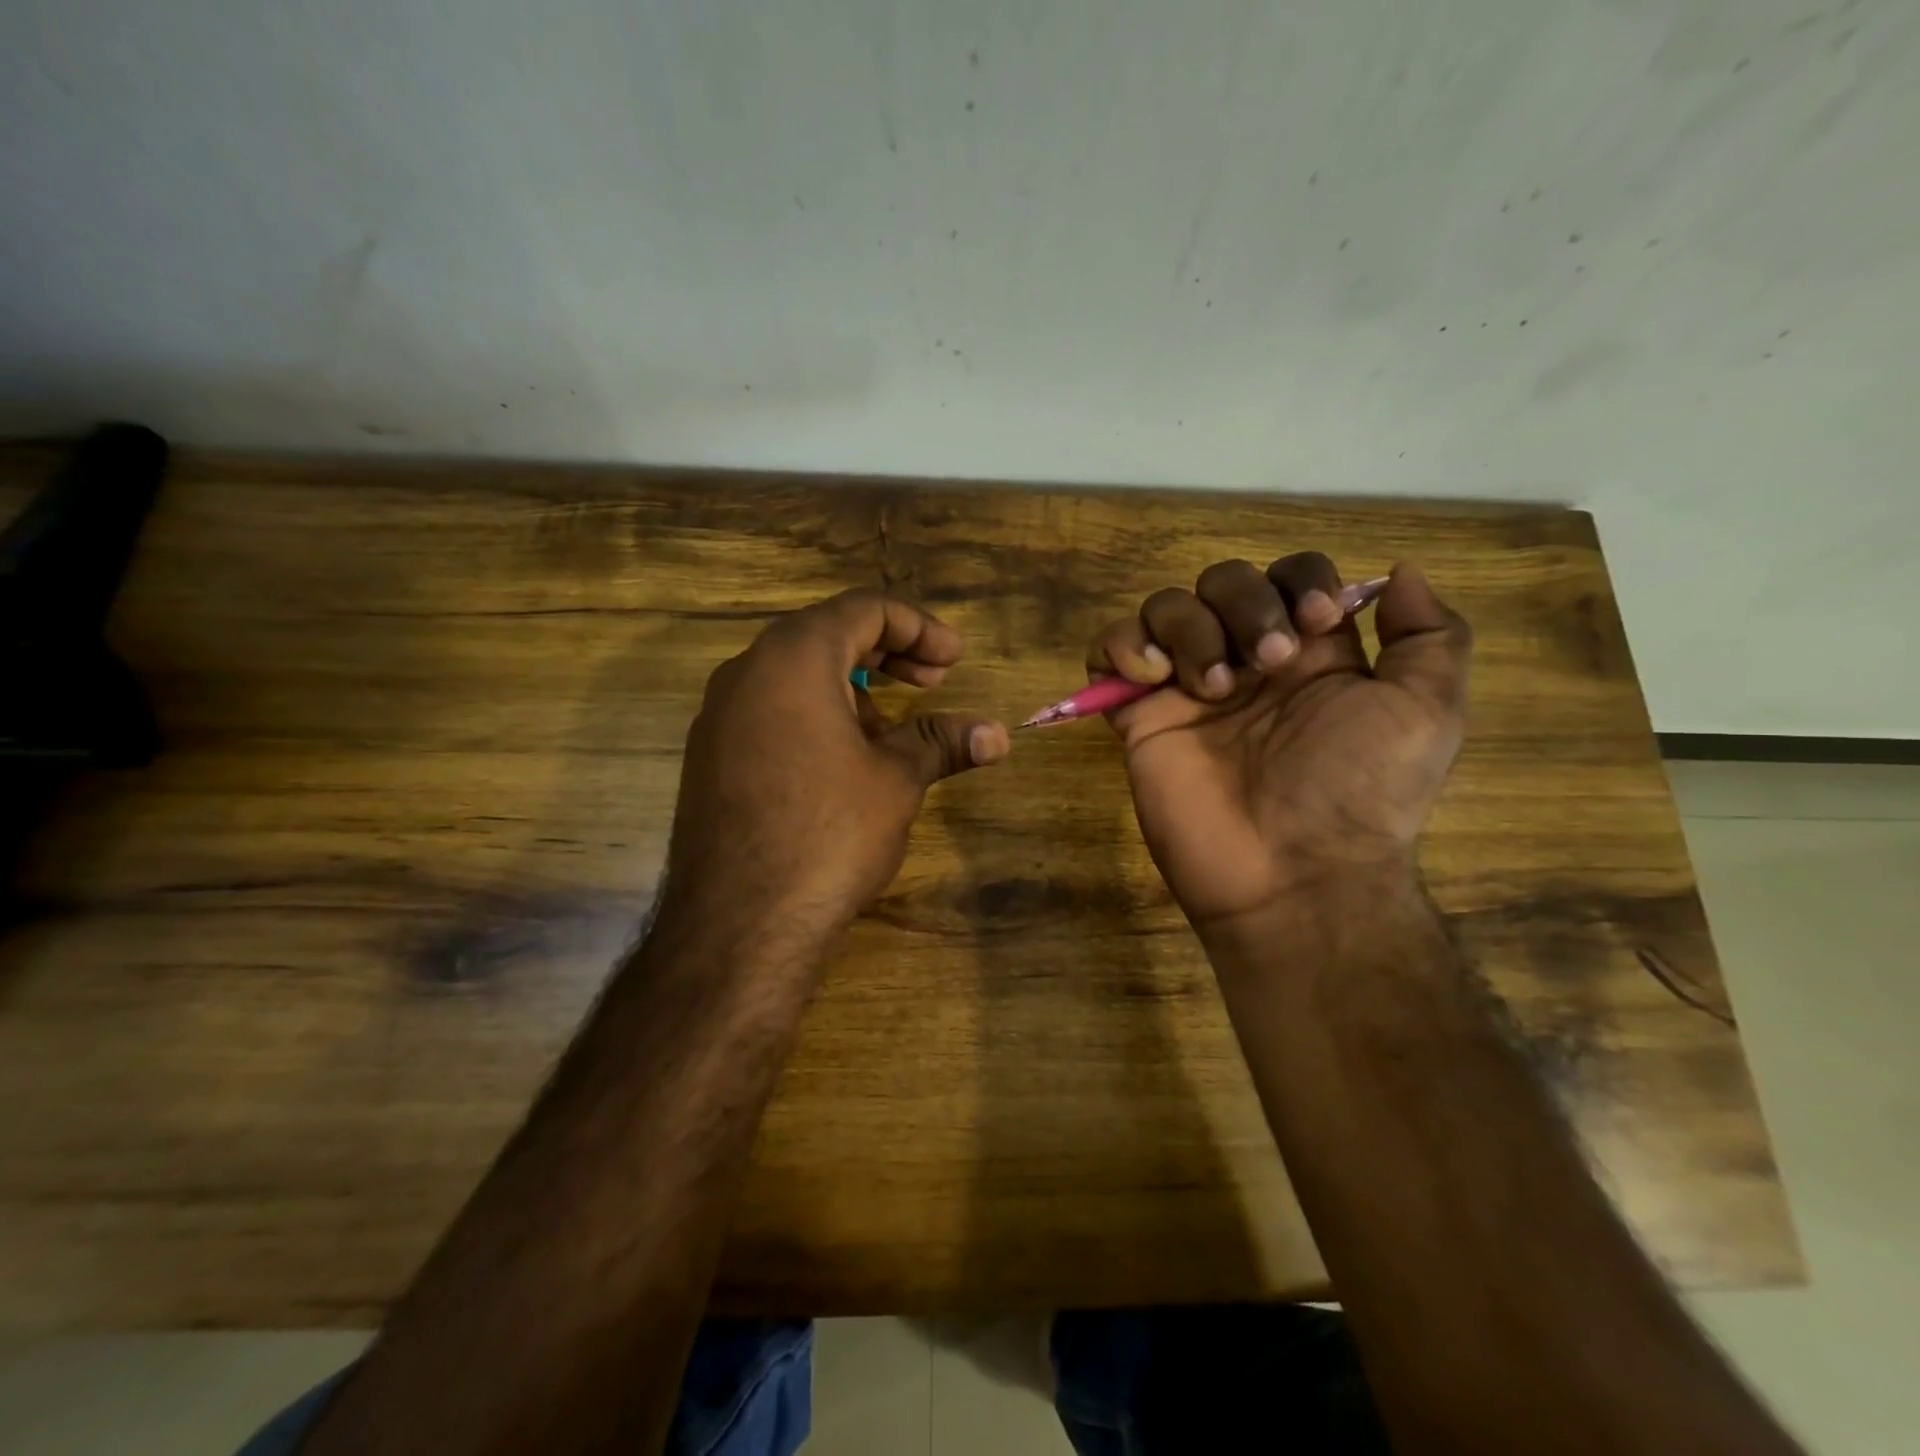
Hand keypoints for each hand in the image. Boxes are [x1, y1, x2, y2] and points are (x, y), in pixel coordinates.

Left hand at [661, 590, 1009, 945]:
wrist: (738, 923)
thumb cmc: (828, 833)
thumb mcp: (896, 780)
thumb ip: (942, 741)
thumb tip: (998, 734)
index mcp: (793, 658)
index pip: (862, 609)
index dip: (919, 627)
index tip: (956, 660)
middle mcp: (747, 672)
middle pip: (827, 635)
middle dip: (889, 654)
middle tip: (935, 682)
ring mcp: (719, 716)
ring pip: (796, 676)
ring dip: (853, 689)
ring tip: (892, 733)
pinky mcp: (709, 757)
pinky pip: (771, 712)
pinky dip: (816, 717)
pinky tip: (843, 764)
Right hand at [1088, 554, 1470, 928]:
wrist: (1290, 871)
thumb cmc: (1359, 790)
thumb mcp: (1427, 711)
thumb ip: (1429, 635)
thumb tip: (1399, 571)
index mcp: (1310, 654)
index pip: (1290, 575)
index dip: (1298, 582)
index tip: (1315, 624)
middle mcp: (1246, 662)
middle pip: (1223, 580)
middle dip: (1244, 605)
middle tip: (1266, 665)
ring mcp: (1186, 688)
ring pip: (1166, 607)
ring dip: (1189, 629)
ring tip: (1212, 688)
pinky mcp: (1139, 716)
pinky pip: (1107, 651)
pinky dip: (1123, 646)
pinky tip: (1153, 679)